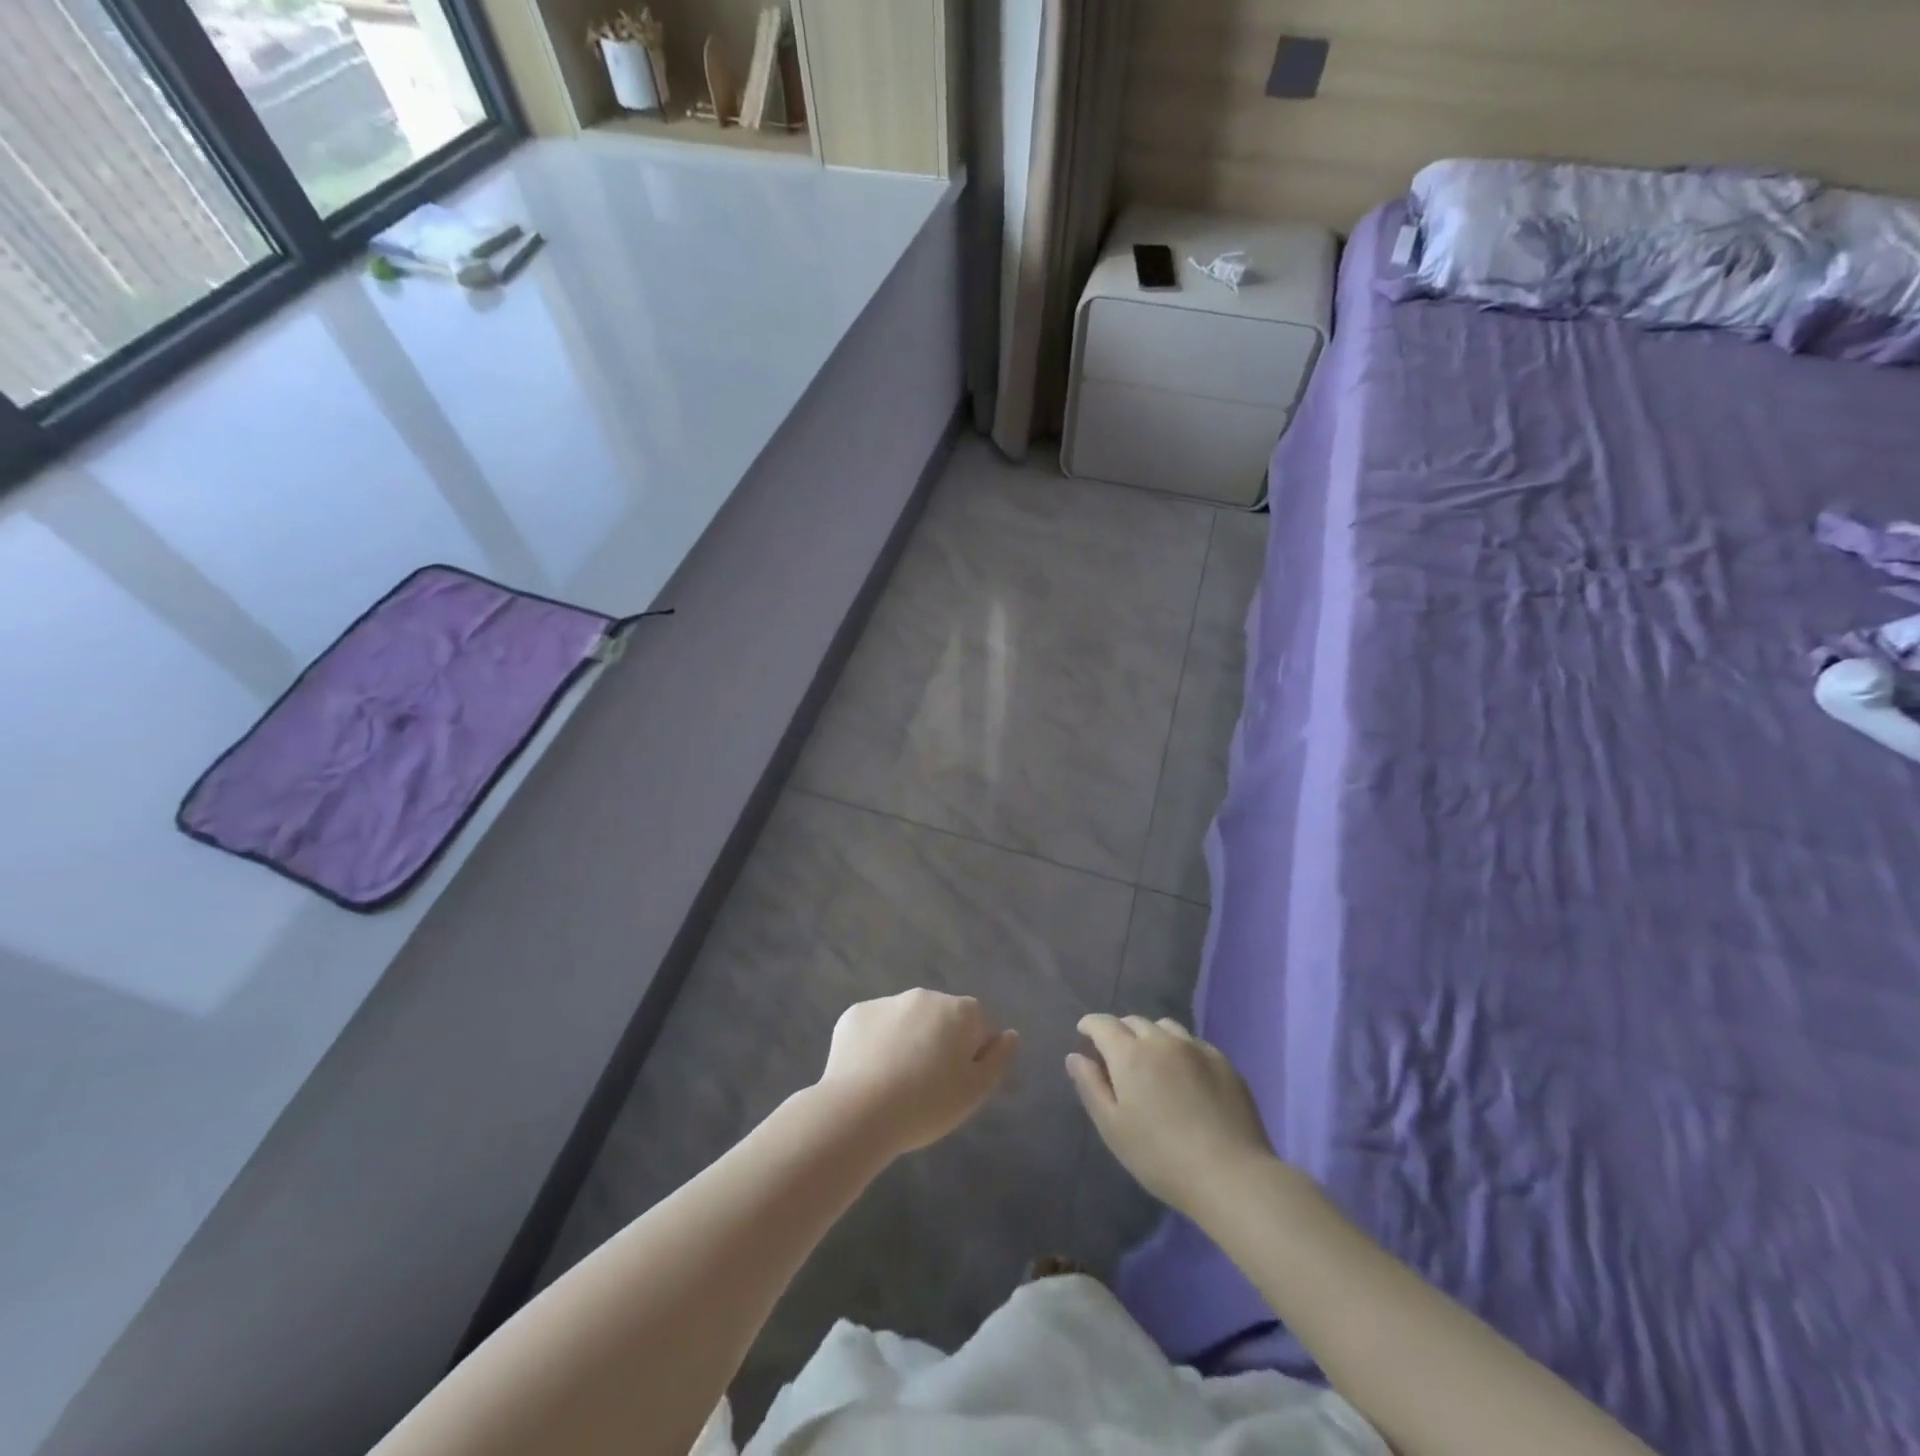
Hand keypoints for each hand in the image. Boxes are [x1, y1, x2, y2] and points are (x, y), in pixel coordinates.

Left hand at [816, 990, 1018, 1156]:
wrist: (858, 1111)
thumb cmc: (927, 1104)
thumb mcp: (976, 1091)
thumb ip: (998, 1059)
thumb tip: (1009, 1035)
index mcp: (959, 1010)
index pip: (978, 1025)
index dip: (972, 1055)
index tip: (957, 1084)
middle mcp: (925, 995)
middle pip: (941, 1019)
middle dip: (938, 1042)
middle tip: (926, 1086)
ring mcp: (887, 1002)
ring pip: (906, 1021)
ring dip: (907, 1041)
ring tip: (894, 1083)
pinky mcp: (855, 1014)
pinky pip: (874, 1027)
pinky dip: (875, 1044)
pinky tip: (868, 1074)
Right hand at [1067, 1014, 1274, 1214]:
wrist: (1231, 1175)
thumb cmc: (1161, 1157)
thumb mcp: (1113, 1128)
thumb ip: (1091, 1087)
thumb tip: (1075, 1056)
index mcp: (1130, 1054)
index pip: (1103, 1024)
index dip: (1090, 1025)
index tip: (1084, 1034)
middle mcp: (1162, 1041)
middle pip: (1134, 1021)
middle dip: (1120, 1031)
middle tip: (1116, 1055)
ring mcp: (1196, 1048)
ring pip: (1166, 1027)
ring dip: (1151, 1036)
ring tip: (1152, 1060)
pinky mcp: (1224, 1062)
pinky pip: (1194, 1043)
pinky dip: (1180, 1049)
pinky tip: (1184, 1074)